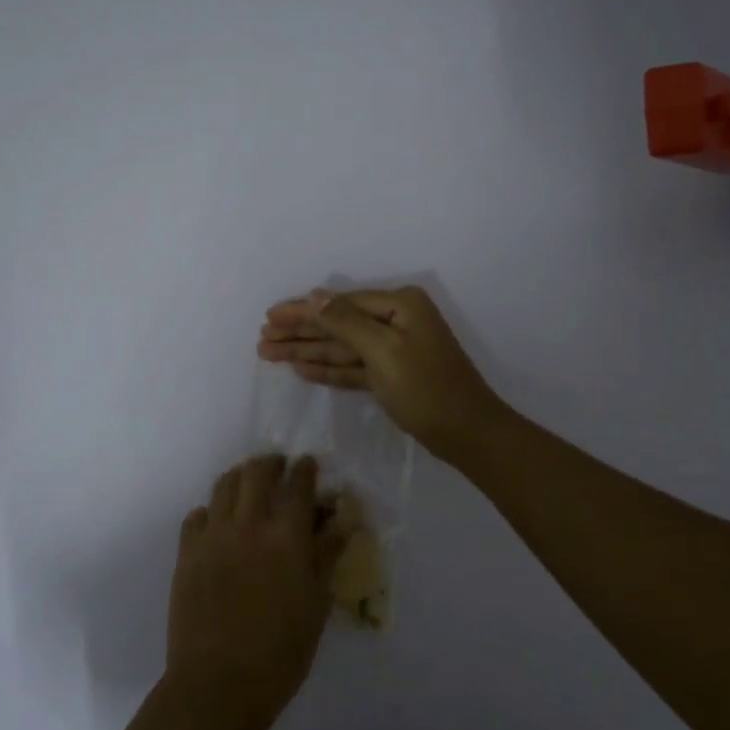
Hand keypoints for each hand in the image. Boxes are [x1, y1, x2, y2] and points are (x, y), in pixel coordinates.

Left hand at [167, 455, 332, 719]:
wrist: (219, 683)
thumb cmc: (281, 652)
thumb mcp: (317, 604)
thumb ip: (326, 555)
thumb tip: (339, 520)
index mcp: (287, 536)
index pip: (298, 484)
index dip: (306, 470)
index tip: (309, 465)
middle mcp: (248, 524)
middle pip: (257, 472)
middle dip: (271, 463)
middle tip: (279, 468)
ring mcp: (212, 536)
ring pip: (224, 486)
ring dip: (240, 478)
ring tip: (248, 485)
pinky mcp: (187, 553)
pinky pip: (197, 516)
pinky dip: (211, 510)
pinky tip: (218, 523)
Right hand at [257, 286, 504, 458]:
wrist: (467, 433)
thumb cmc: (426, 388)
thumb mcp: (384, 350)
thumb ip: (345, 322)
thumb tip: (314, 296)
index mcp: (399, 305)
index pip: (339, 303)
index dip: (302, 311)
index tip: (269, 317)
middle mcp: (396, 321)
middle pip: (337, 324)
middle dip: (300, 332)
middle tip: (262, 339)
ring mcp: (394, 350)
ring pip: (342, 347)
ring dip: (307, 350)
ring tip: (269, 353)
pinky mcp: (391, 376)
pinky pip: (353, 367)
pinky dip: (328, 368)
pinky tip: (301, 368)